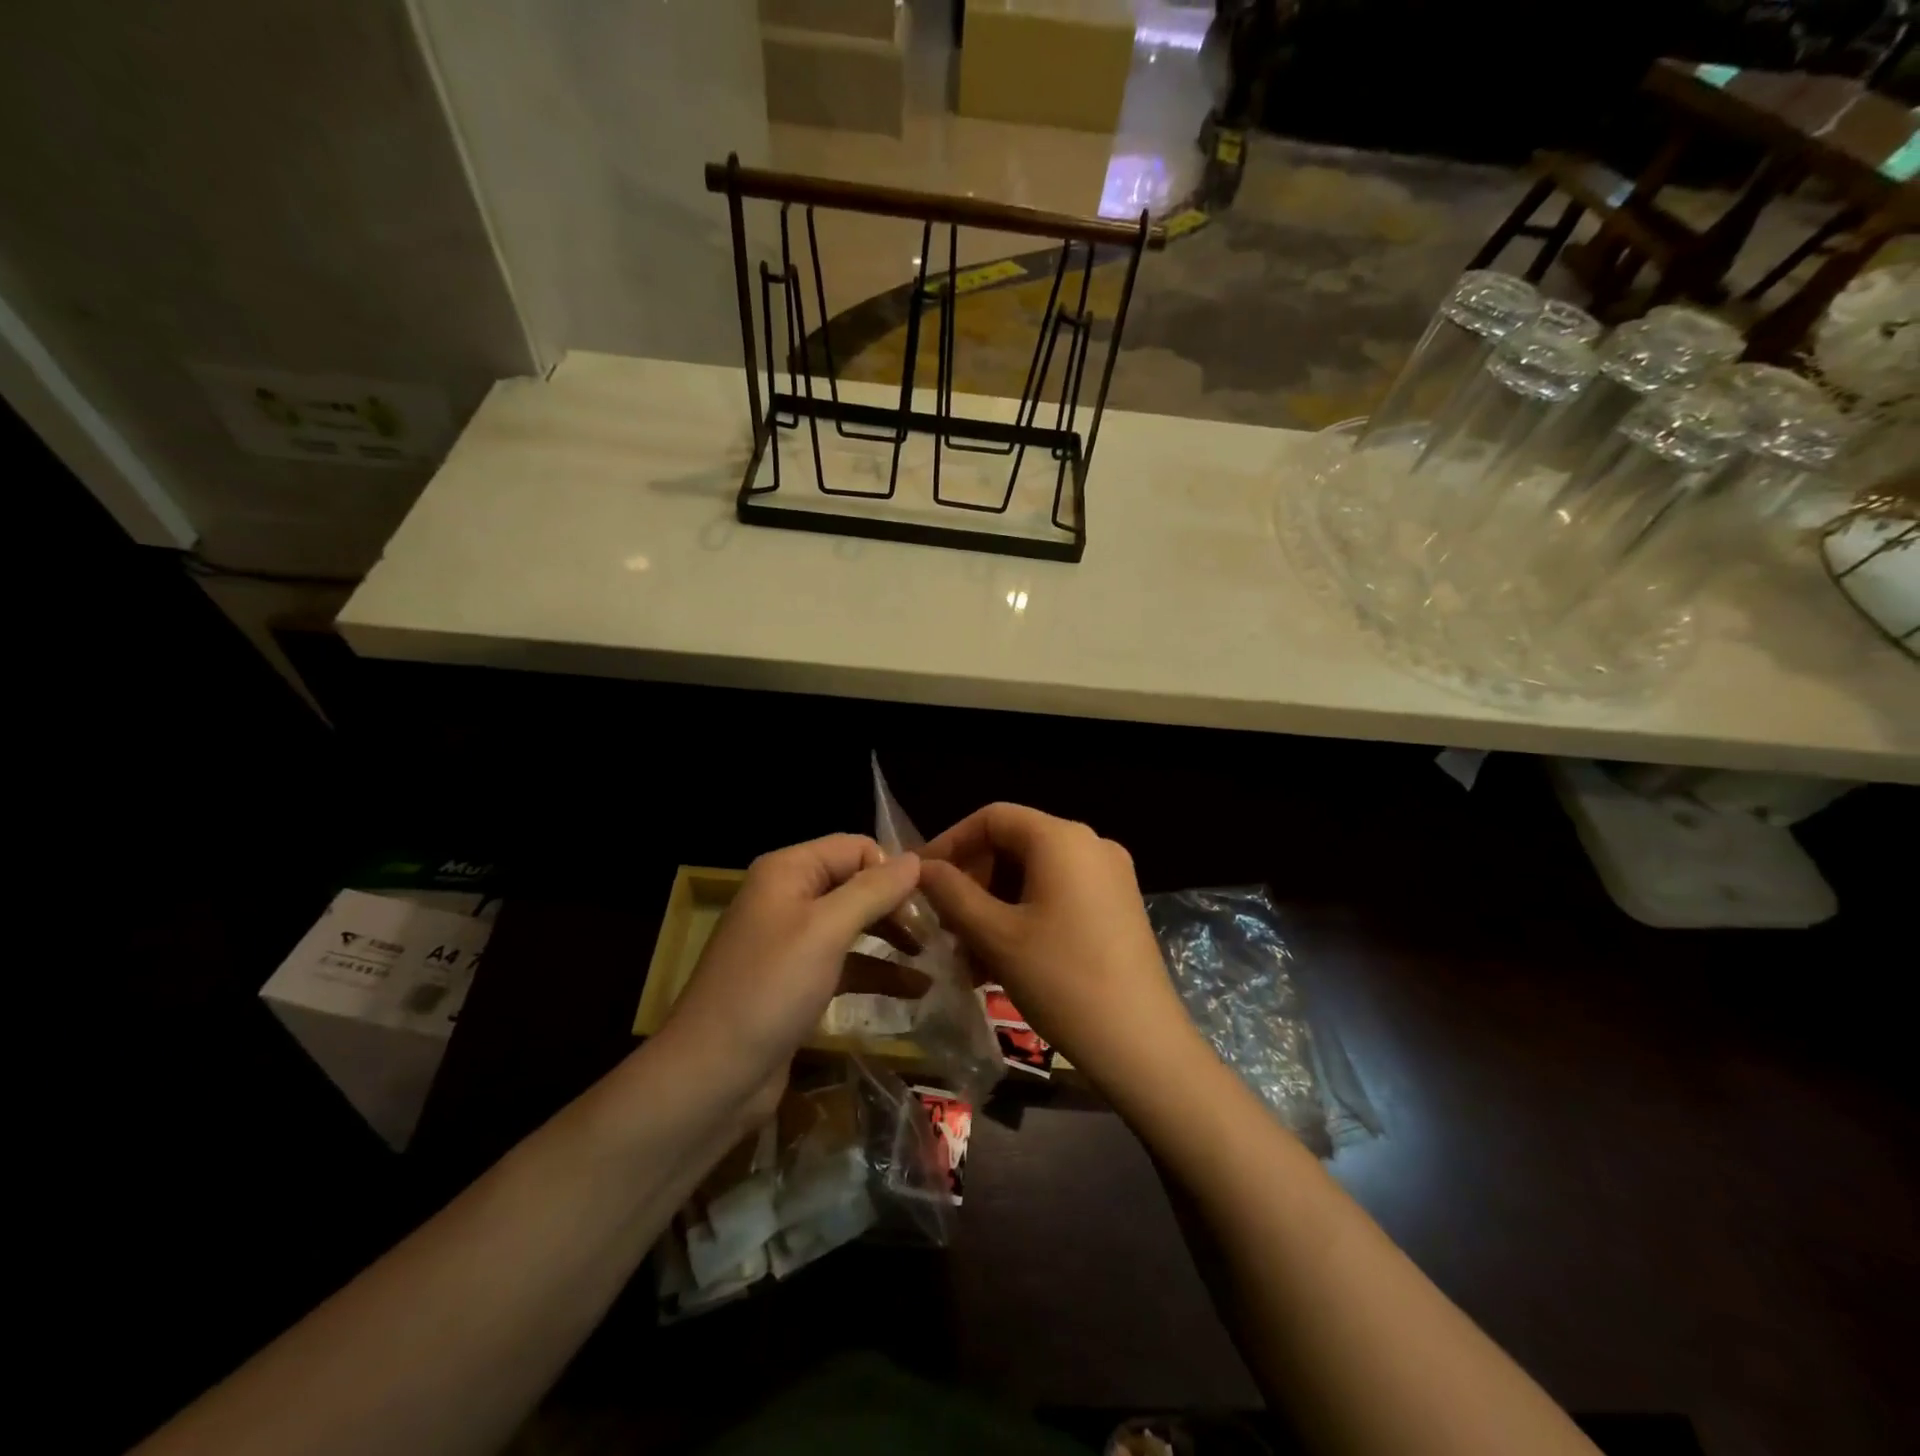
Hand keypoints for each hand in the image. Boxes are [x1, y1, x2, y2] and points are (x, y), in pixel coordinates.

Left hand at [658, 834, 919, 1117]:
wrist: (712, 1075)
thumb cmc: (771, 989)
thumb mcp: (826, 930)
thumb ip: (873, 890)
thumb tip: (915, 858)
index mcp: (789, 870)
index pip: (856, 848)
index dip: (893, 869)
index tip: (931, 902)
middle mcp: (789, 896)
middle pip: (857, 884)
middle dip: (897, 905)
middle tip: (938, 932)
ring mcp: (793, 941)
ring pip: (856, 925)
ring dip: (894, 938)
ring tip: (936, 957)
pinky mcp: (799, 981)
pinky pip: (847, 963)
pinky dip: (879, 971)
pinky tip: (917, 989)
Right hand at [918, 803, 1194, 1099]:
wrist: (1141, 1044)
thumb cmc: (1061, 980)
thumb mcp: (995, 935)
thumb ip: (952, 893)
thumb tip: (921, 868)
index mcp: (1062, 838)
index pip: (992, 817)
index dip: (950, 842)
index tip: (920, 878)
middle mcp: (1091, 844)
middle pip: (1014, 845)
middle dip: (973, 882)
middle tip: (944, 925)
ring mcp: (1110, 876)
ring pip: (1034, 875)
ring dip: (994, 906)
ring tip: (968, 956)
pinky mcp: (1117, 907)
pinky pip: (1058, 894)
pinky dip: (1024, 916)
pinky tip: (1001, 962)